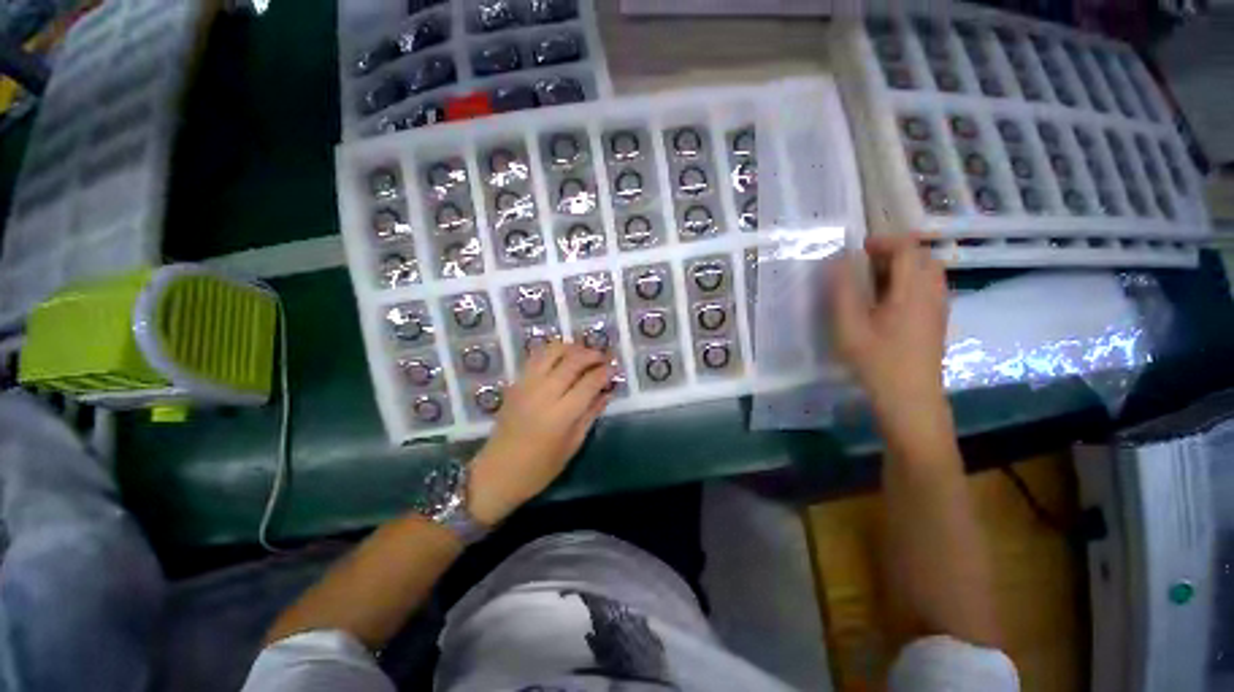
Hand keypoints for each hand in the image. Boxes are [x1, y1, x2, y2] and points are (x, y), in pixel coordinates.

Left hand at [467, 342, 611, 524]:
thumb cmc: (539, 468)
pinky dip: (553, 351)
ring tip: (584, 353)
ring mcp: (527, 385)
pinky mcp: (516, 383)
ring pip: (552, 352)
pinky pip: (536, 357)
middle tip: (604, 356)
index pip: (589, 382)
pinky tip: (562, 357)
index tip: (615, 368)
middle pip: (572, 361)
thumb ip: (590, 415)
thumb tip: (607, 392)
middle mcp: (543, 393)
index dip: (605, 372)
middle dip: (592, 354)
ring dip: (572, 348)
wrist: (497, 472)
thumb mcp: (572, 445)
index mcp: (560, 415)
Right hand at [828, 234, 949, 423]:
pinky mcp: (938, 320)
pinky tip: (889, 300)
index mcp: (912, 291)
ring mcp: (939, 307)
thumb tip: (838, 261)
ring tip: (876, 280)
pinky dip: (911, 281)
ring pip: (928, 272)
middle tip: (866, 263)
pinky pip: (930, 287)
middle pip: (922, 256)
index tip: (859, 248)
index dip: (884, 241)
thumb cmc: (876, 360)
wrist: (910, 397)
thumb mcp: (849, 326)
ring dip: (904, 266)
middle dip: (895, 252)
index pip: (908, 249)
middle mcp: (933, 293)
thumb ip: (842, 291)